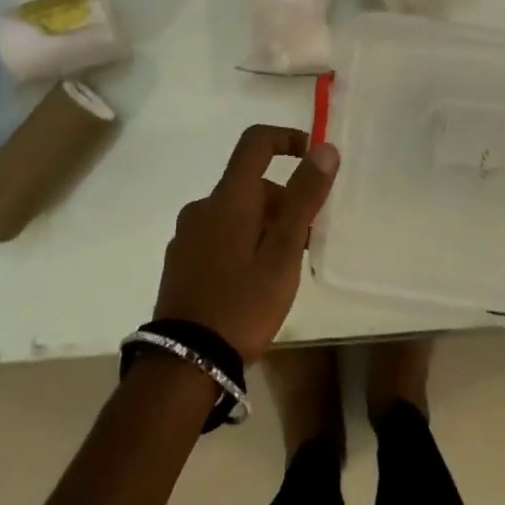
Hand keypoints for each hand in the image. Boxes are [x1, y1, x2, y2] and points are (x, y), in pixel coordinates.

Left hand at [154, 125, 340, 362]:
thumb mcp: (284, 252)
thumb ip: (304, 197)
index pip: (255, 142)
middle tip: (308, 239)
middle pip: (250, 184)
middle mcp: (203, 207)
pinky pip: (219, 235)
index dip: (287, 139)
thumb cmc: (242, 303)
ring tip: (284, 267)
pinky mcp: (180, 262)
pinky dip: (243, 242)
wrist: (183, 365)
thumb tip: (324, 148)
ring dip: (265, 225)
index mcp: (228, 198)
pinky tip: (254, 281)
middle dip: (284, 200)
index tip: (312, 157)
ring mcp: (187, 235)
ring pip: (235, 212)